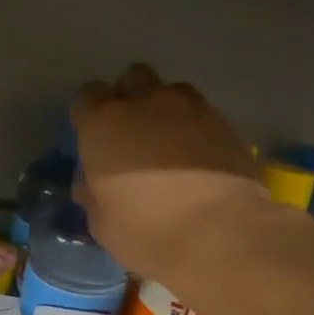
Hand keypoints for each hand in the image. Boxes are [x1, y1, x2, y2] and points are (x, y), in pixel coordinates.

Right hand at [71, 63, 273, 286]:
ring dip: (165, 110)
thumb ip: (92, 193)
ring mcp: (190, 108)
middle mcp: (145, 103)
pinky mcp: (226, 123)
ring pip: (171, 92)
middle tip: (132, 133)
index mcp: (104, 124)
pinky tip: (198, 158)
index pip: (87, 96)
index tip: (94, 138)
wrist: (220, 235)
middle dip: (129, 97)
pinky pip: (201, 114)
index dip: (89, 115)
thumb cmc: (146, 231)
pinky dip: (195, 129)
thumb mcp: (102, 223)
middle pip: (132, 78)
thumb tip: (90, 183)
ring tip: (169, 144)